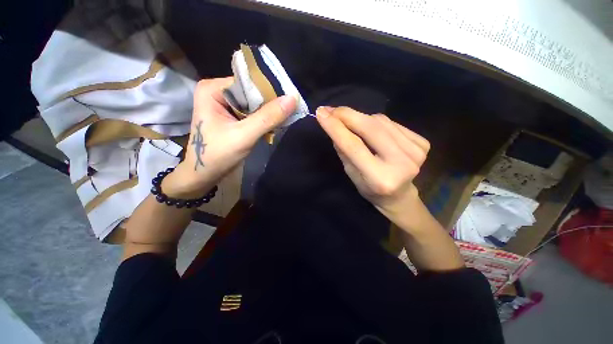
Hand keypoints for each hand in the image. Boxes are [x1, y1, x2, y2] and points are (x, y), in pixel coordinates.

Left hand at [164, 77, 296, 197]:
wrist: (204, 175)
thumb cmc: (217, 155)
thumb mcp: (244, 136)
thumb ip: (268, 117)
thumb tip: (293, 99)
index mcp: (213, 89)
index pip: (248, 83)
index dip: (270, 91)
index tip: (289, 100)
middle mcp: (217, 92)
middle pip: (251, 93)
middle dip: (270, 104)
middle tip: (290, 111)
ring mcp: (224, 104)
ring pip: (254, 104)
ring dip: (269, 113)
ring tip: (284, 119)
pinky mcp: (231, 116)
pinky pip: (252, 113)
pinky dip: (264, 120)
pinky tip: (273, 126)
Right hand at [316, 106, 429, 231]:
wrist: (399, 196)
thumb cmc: (370, 189)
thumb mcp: (351, 174)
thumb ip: (344, 150)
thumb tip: (334, 124)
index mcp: (380, 178)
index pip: (354, 146)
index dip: (336, 128)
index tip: (321, 113)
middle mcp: (401, 163)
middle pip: (370, 128)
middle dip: (347, 115)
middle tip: (331, 109)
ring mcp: (415, 152)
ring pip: (381, 121)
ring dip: (361, 118)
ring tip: (350, 123)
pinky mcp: (422, 143)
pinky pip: (392, 123)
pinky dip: (377, 122)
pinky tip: (372, 130)